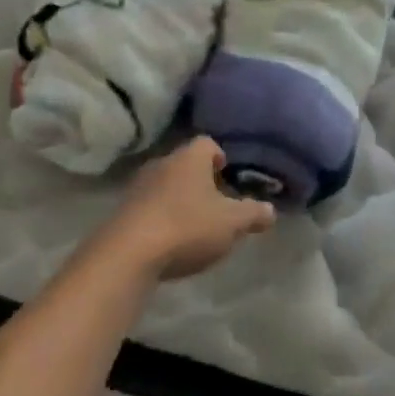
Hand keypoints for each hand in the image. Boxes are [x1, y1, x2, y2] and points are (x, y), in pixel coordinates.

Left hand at [109, 138, 275, 280]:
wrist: (129, 252)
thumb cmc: (187, 227)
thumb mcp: (231, 224)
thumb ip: (252, 214)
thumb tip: (270, 209)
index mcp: (190, 158)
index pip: (207, 143)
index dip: (219, 157)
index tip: (227, 175)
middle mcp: (163, 162)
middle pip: (185, 163)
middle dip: (200, 180)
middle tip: (215, 203)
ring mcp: (139, 185)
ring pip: (166, 183)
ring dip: (178, 198)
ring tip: (193, 224)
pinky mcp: (124, 209)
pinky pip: (149, 205)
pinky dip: (161, 216)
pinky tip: (169, 239)